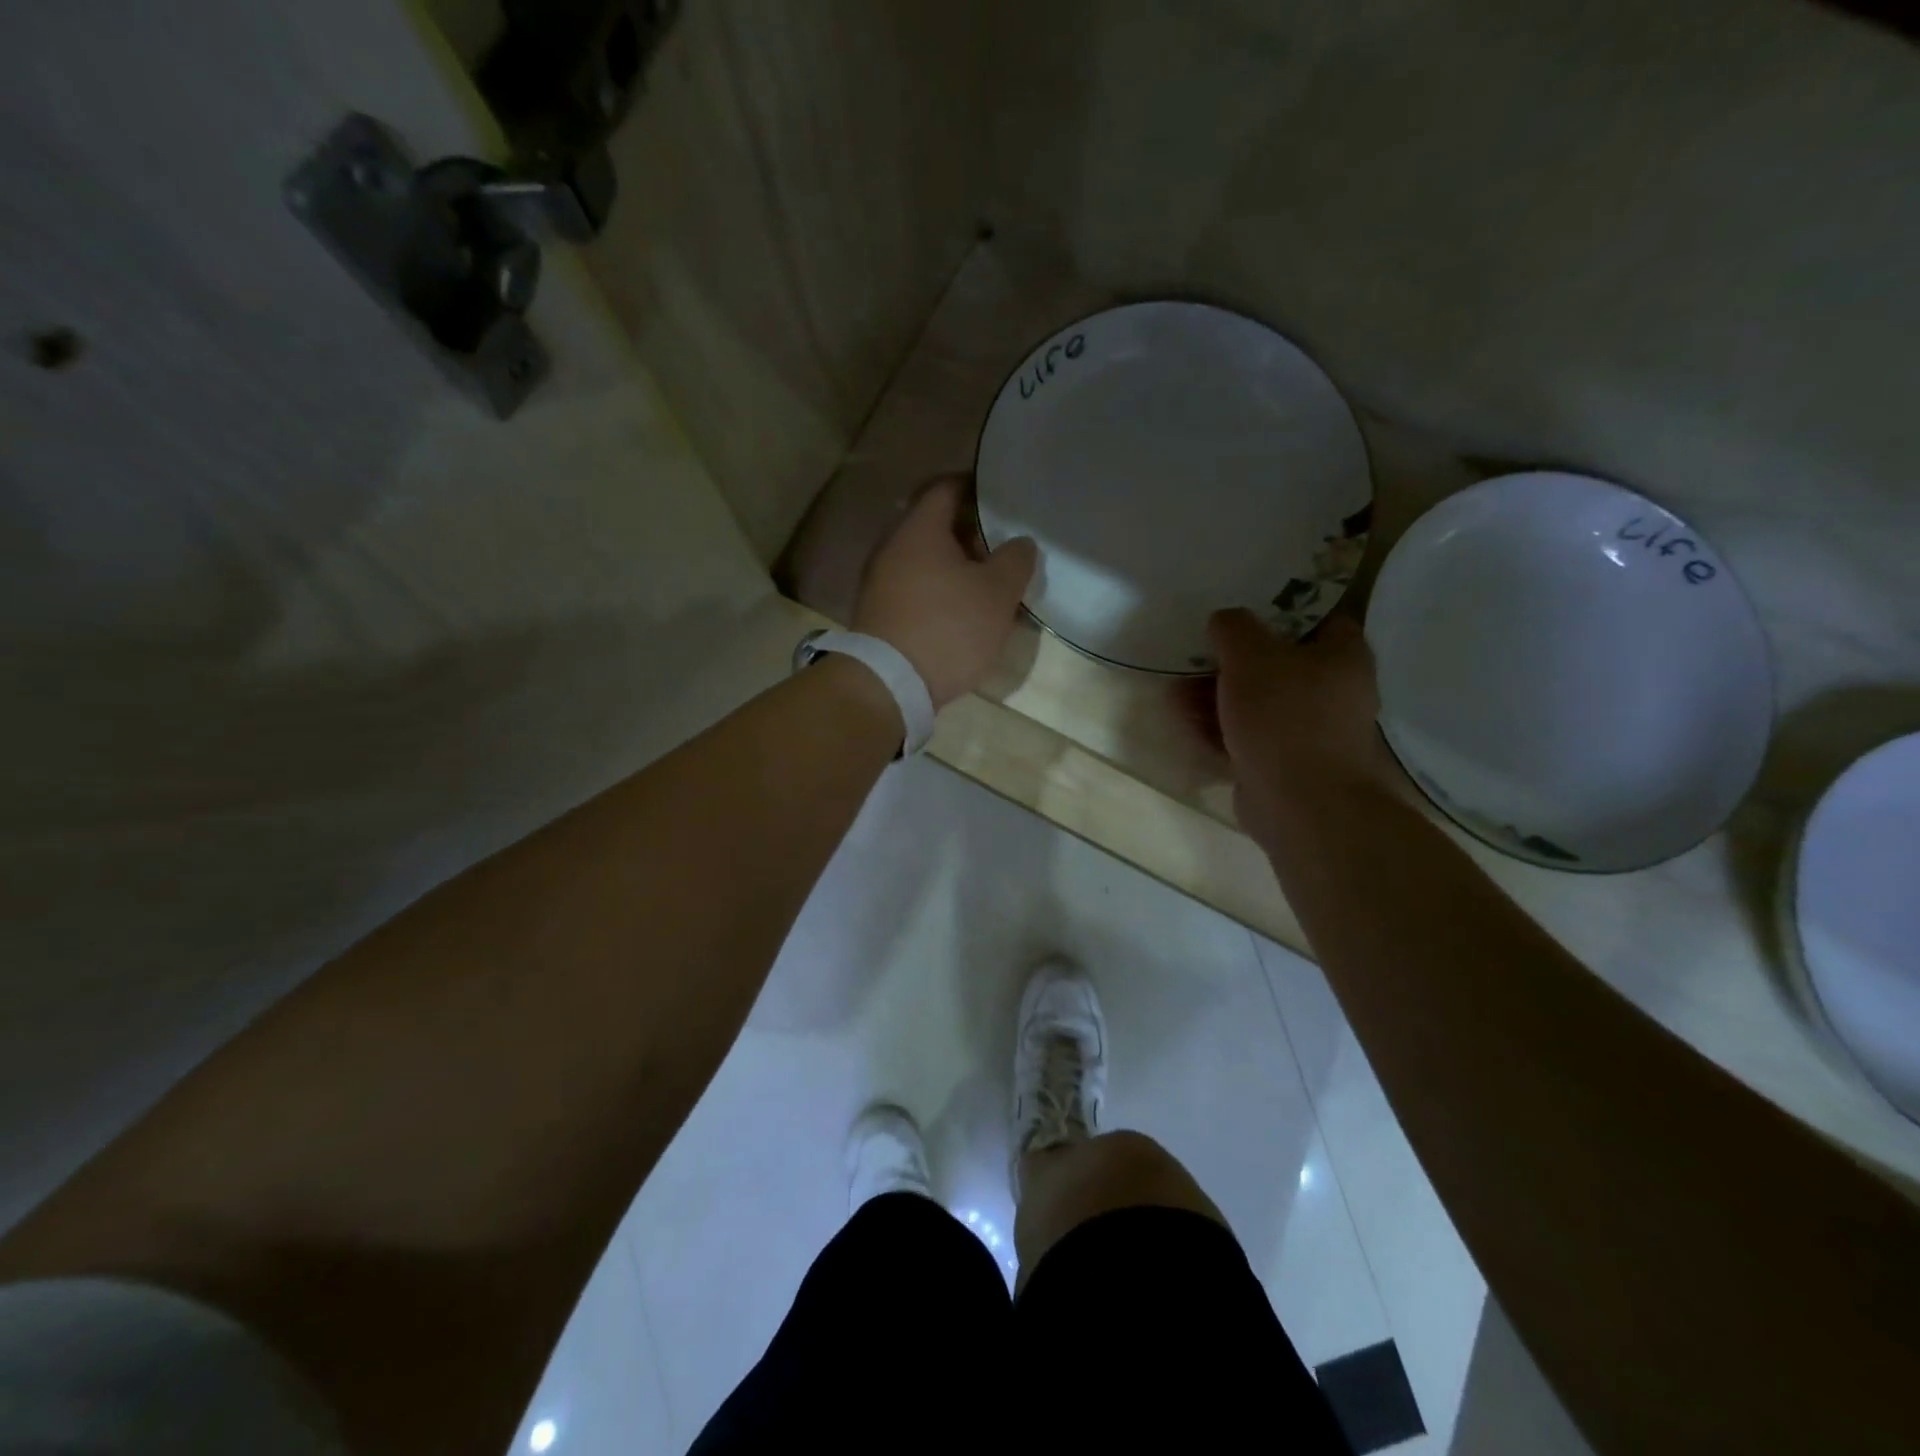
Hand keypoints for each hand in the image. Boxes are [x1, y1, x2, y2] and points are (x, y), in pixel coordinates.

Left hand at [854, 476, 1037, 708]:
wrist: (890, 684)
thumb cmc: (948, 628)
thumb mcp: (997, 593)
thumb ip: (1015, 560)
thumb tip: (1020, 543)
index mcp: (919, 529)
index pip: (946, 488)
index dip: (976, 487)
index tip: (1002, 496)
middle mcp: (892, 548)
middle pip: (934, 526)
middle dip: (970, 533)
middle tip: (1003, 546)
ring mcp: (880, 583)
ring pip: (924, 561)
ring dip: (955, 567)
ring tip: (988, 584)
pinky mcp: (879, 614)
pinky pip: (914, 590)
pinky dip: (939, 592)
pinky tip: (961, 613)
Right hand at [1207, 609, 1395, 832]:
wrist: (1300, 802)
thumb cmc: (1284, 715)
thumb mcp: (1250, 654)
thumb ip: (1232, 627)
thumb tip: (1223, 620)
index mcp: (1343, 655)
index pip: (1316, 617)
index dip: (1277, 610)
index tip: (1238, 611)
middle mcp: (1333, 690)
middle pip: (1276, 663)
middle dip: (1229, 662)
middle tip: (1194, 656)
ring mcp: (1310, 731)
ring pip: (1256, 702)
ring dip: (1214, 697)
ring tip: (1175, 695)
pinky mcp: (1285, 763)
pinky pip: (1248, 736)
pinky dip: (1219, 729)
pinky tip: (1185, 724)